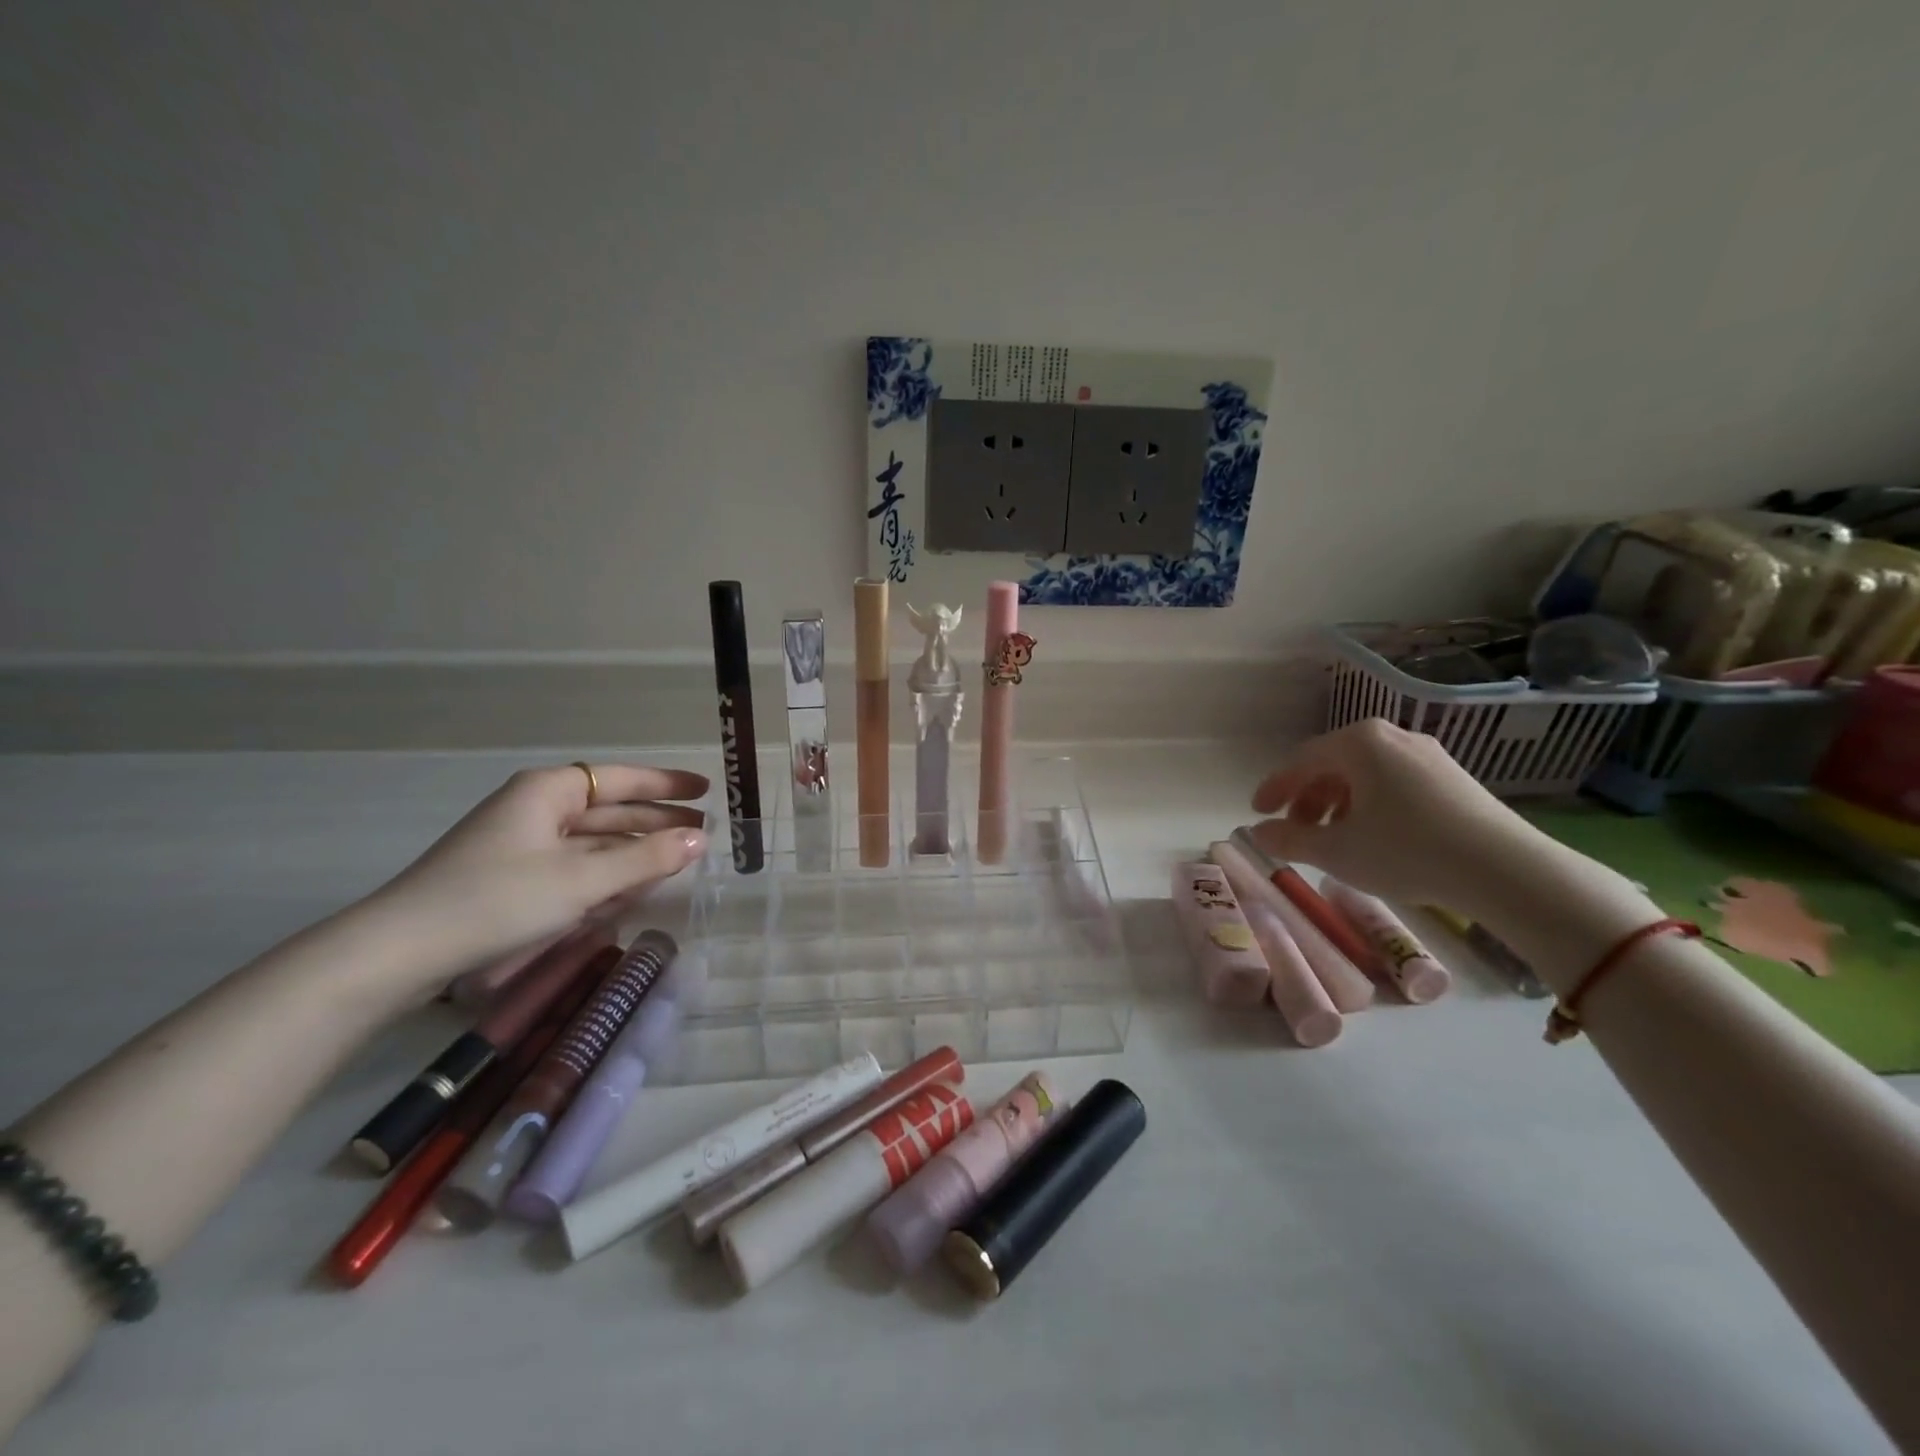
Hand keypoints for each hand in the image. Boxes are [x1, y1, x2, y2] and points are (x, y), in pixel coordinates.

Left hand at [366, 762, 708, 985]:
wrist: (399, 953)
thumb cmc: (497, 900)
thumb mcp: (582, 880)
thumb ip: (646, 858)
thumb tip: (700, 839)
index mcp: (549, 792)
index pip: (622, 779)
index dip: (667, 785)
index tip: (706, 790)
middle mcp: (537, 809)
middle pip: (610, 809)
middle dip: (655, 822)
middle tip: (703, 834)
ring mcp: (522, 845)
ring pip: (593, 842)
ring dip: (633, 853)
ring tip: (677, 864)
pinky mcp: (512, 879)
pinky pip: (574, 867)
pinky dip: (605, 876)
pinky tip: (631, 891)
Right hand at [1247, 719, 1550, 913]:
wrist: (1503, 869)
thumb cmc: (1405, 850)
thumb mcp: (1335, 851)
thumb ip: (1288, 839)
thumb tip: (1257, 833)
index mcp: (1357, 742)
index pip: (1300, 760)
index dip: (1273, 788)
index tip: (1257, 812)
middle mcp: (1391, 736)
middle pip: (1333, 765)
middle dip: (1307, 798)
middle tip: (1296, 830)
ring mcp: (1427, 754)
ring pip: (1365, 774)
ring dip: (1338, 804)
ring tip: (1334, 838)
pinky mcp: (1453, 778)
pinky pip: (1394, 783)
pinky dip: (1371, 805)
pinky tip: (1374, 837)